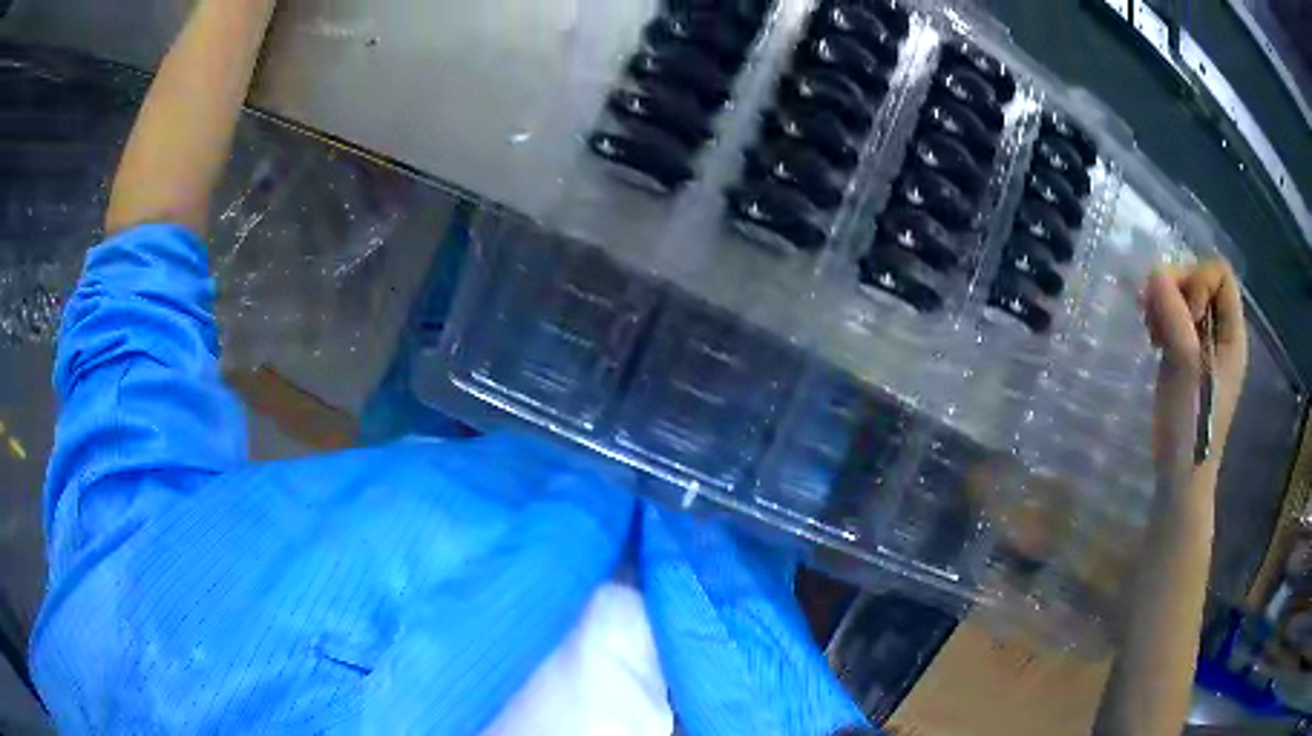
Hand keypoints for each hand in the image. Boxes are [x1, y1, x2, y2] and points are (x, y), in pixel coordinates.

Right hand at [1143, 261, 1248, 468]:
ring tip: (1151, 330)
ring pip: (1184, 297)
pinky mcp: (1184, 355)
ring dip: (1163, 302)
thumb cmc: (1192, 425)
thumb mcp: (1187, 367)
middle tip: (1156, 314)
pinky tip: (1152, 338)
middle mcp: (1221, 332)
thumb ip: (1175, 316)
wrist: (1179, 475)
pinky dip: (1160, 318)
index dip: (1199, 280)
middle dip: (1176, 287)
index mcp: (1233, 332)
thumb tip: (1154, 272)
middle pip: (1200, 279)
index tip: (1184, 313)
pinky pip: (1173, 317)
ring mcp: (1202, 344)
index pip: (1221, 274)